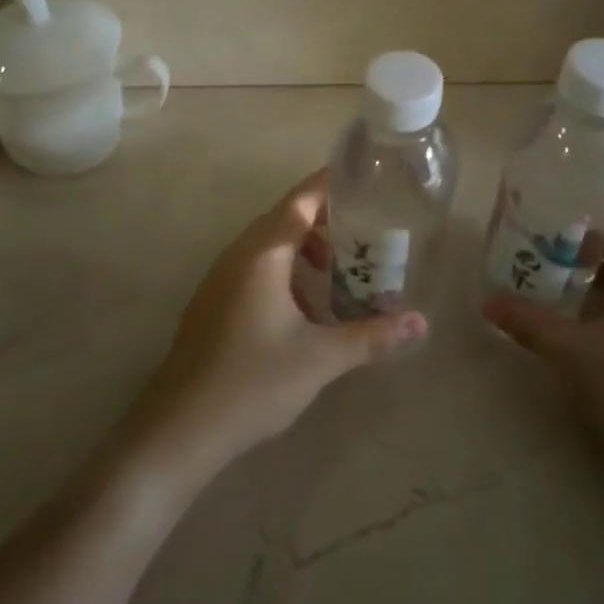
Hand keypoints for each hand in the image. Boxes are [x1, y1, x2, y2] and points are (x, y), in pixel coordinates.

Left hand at [125, 170, 427, 488]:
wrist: (180, 427)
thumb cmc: (254, 380)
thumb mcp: (321, 357)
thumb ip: (372, 336)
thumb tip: (422, 323)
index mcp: (262, 253)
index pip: (300, 201)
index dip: (328, 185)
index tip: (360, 176)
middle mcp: (237, 255)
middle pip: (284, 220)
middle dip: (323, 222)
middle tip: (363, 234)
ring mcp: (219, 279)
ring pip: (267, 247)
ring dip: (302, 250)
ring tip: (337, 274)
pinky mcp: (211, 303)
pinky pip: (253, 268)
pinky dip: (282, 271)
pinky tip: (302, 309)